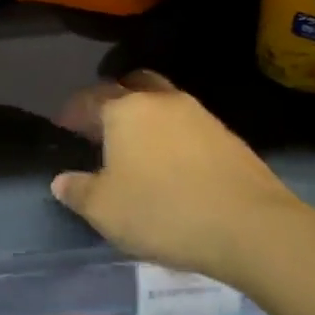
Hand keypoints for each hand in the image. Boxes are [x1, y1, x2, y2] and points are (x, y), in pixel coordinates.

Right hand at [50, 72, 309, 288]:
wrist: (252, 228)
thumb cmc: (163, 211)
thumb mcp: (104, 209)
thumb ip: (78, 191)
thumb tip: (62, 181)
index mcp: (125, 110)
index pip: (90, 98)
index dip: (73, 111)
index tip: (64, 125)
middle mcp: (163, 102)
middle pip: (133, 85)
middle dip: (114, 100)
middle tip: (102, 126)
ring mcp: (201, 117)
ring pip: (165, 104)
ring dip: (147, 118)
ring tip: (137, 147)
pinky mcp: (230, 139)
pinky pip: (190, 127)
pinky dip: (174, 138)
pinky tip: (172, 166)